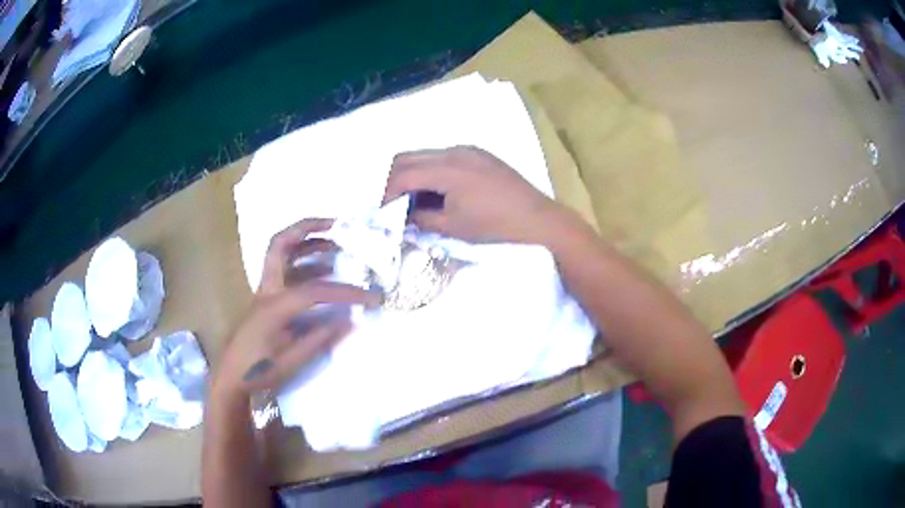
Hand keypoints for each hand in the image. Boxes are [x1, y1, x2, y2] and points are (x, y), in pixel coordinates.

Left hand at [213, 219, 379, 398]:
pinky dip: (303, 262)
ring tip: (335, 245)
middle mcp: (267, 290)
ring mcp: (264, 291)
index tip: (370, 297)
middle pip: (280, 244)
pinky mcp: (265, 298)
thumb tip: (350, 321)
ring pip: (281, 252)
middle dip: (307, 228)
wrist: (231, 376)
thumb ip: (320, 339)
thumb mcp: (292, 361)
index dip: (344, 292)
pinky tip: (321, 272)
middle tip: (335, 224)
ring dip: (307, 242)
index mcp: (274, 306)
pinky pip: (284, 269)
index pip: (313, 291)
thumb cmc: (258, 371)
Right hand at [384, 146, 566, 243]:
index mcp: (446, 169)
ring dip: (414, 175)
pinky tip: (439, 192)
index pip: (402, 174)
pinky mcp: (480, 154)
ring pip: (425, 155)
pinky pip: (444, 157)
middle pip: (408, 157)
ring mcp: (469, 150)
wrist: (538, 220)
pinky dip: (432, 172)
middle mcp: (454, 151)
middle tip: (394, 206)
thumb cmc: (495, 226)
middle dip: (394, 181)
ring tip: (416, 201)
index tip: (383, 213)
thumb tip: (403, 217)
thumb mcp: (453, 227)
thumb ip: (421, 218)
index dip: (386, 194)